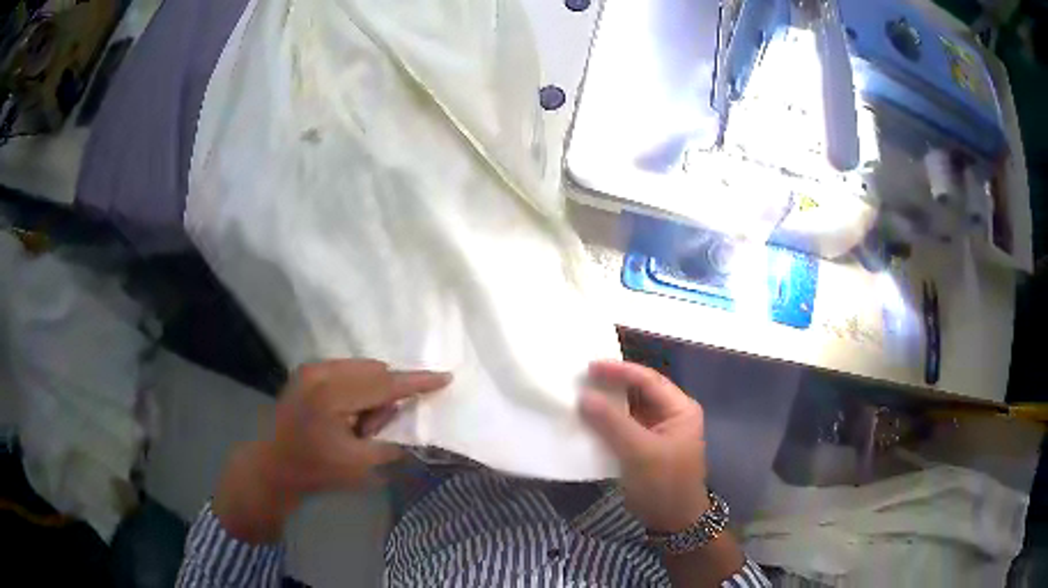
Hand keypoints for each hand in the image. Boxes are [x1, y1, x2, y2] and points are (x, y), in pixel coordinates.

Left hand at [213, 359, 450, 542]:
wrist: (275, 465)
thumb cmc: (317, 470)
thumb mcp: (361, 465)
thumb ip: (389, 440)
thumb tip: (406, 419)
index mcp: (332, 396)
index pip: (384, 385)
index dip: (416, 382)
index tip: (445, 376)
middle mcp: (320, 372)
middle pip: (375, 372)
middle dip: (386, 396)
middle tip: (373, 429)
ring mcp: (311, 367)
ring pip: (362, 368)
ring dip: (371, 391)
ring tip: (356, 422)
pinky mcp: (306, 369)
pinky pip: (347, 369)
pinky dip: (357, 387)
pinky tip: (346, 411)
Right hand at [579, 360, 708, 531]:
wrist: (672, 521)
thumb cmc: (664, 483)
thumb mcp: (640, 452)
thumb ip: (612, 423)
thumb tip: (583, 397)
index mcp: (680, 409)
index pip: (649, 380)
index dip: (619, 371)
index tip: (590, 367)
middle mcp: (670, 415)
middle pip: (639, 392)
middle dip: (611, 385)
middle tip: (581, 378)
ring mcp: (657, 432)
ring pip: (629, 410)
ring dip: (607, 404)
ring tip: (579, 396)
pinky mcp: (644, 447)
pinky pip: (624, 427)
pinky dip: (606, 423)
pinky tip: (587, 421)